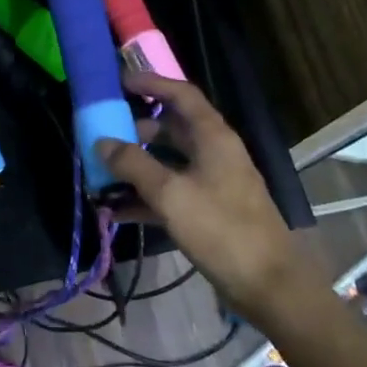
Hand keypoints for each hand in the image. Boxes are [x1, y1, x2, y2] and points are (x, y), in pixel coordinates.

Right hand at [96, 70, 309, 311]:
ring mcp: (211, 183)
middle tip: (101, 134)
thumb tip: (102, 142)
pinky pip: (169, 193)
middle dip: (134, 131)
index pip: (181, 95)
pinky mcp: (207, 211)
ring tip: (100, 175)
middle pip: (170, 129)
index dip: (152, 83)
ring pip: (167, 163)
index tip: (119, 82)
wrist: (266, 284)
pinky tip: (115, 211)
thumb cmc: (220, 228)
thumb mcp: (170, 193)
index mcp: (213, 137)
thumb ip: (133, 164)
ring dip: (135, 167)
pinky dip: (144, 197)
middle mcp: (213, 153)